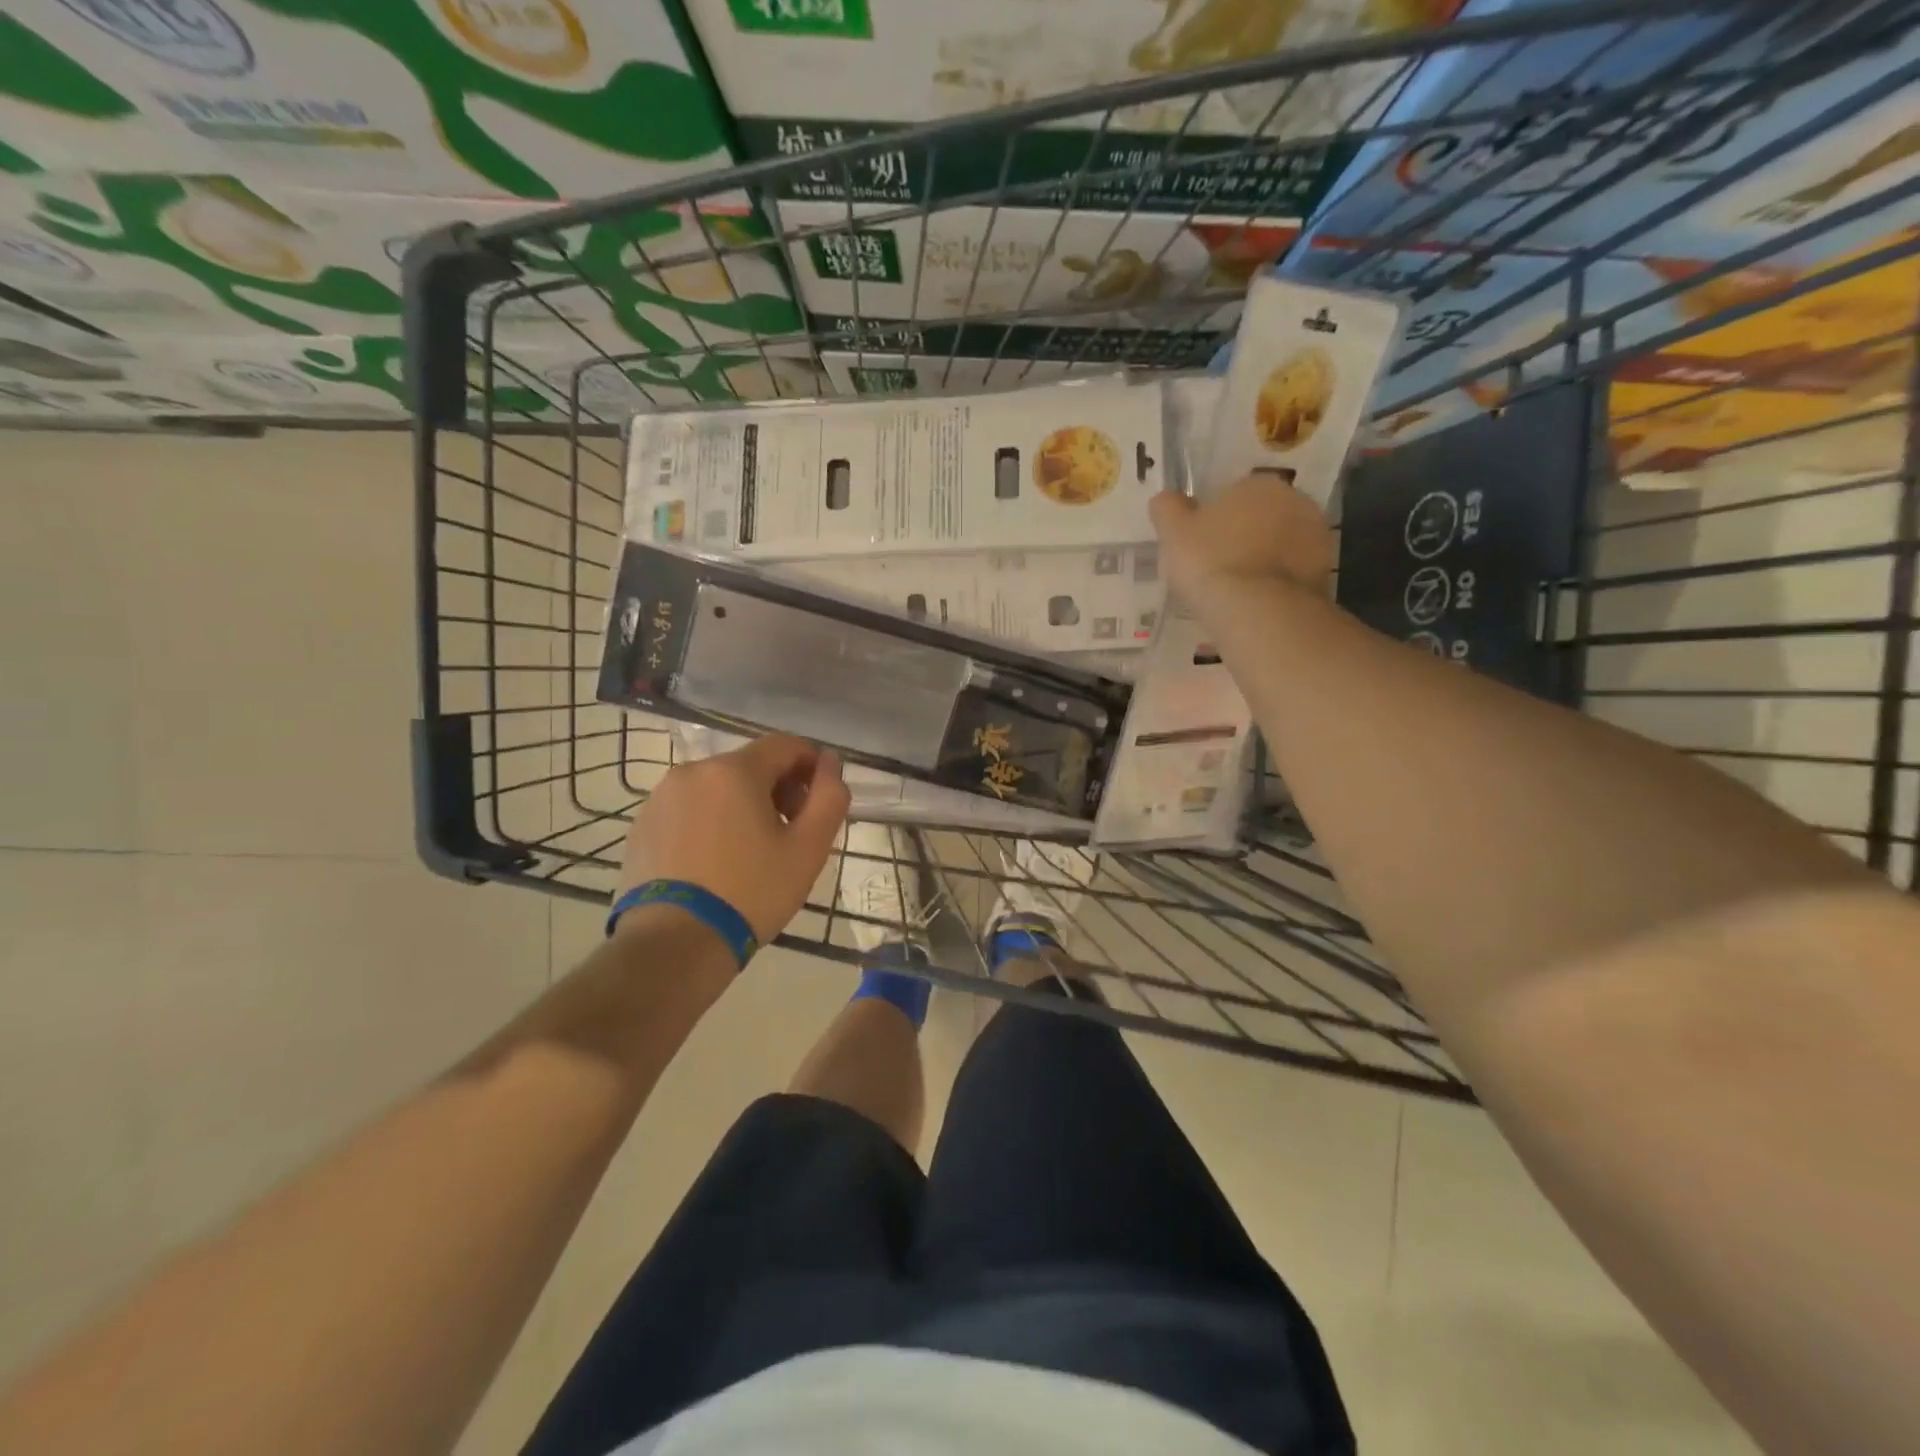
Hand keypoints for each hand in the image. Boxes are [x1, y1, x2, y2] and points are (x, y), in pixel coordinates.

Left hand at [618, 735, 850, 945]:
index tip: (818, 802)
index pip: (785, 745)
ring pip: (718, 788)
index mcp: (734, 770)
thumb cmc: (751, 892)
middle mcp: (692, 771)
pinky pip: (689, 810)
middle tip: (790, 834)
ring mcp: (660, 798)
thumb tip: (829, 762)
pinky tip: (716, 863)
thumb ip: (829, 796)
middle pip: (750, 765)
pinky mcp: (642, 825)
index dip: (812, 766)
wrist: (674, 943)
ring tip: (751, 853)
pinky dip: (710, 823)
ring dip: (743, 806)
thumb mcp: (808, 848)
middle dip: (778, 789)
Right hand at [1150, 474, 1335, 619]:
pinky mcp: (1324, 572)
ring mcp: (1316, 537)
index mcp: (1258, 484)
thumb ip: (1168, 509)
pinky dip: (1276, 584)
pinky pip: (1291, 574)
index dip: (1215, 520)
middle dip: (1244, 537)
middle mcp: (1294, 501)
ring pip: (1279, 545)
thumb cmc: (1210, 561)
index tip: (1201, 545)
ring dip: (1263, 560)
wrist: (1257, 609)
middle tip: (1218, 567)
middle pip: (1261, 517)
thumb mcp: (1173, 533)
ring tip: (1236, 590)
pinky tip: (1256, 603)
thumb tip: (1166, 498)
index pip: (1234, 494)